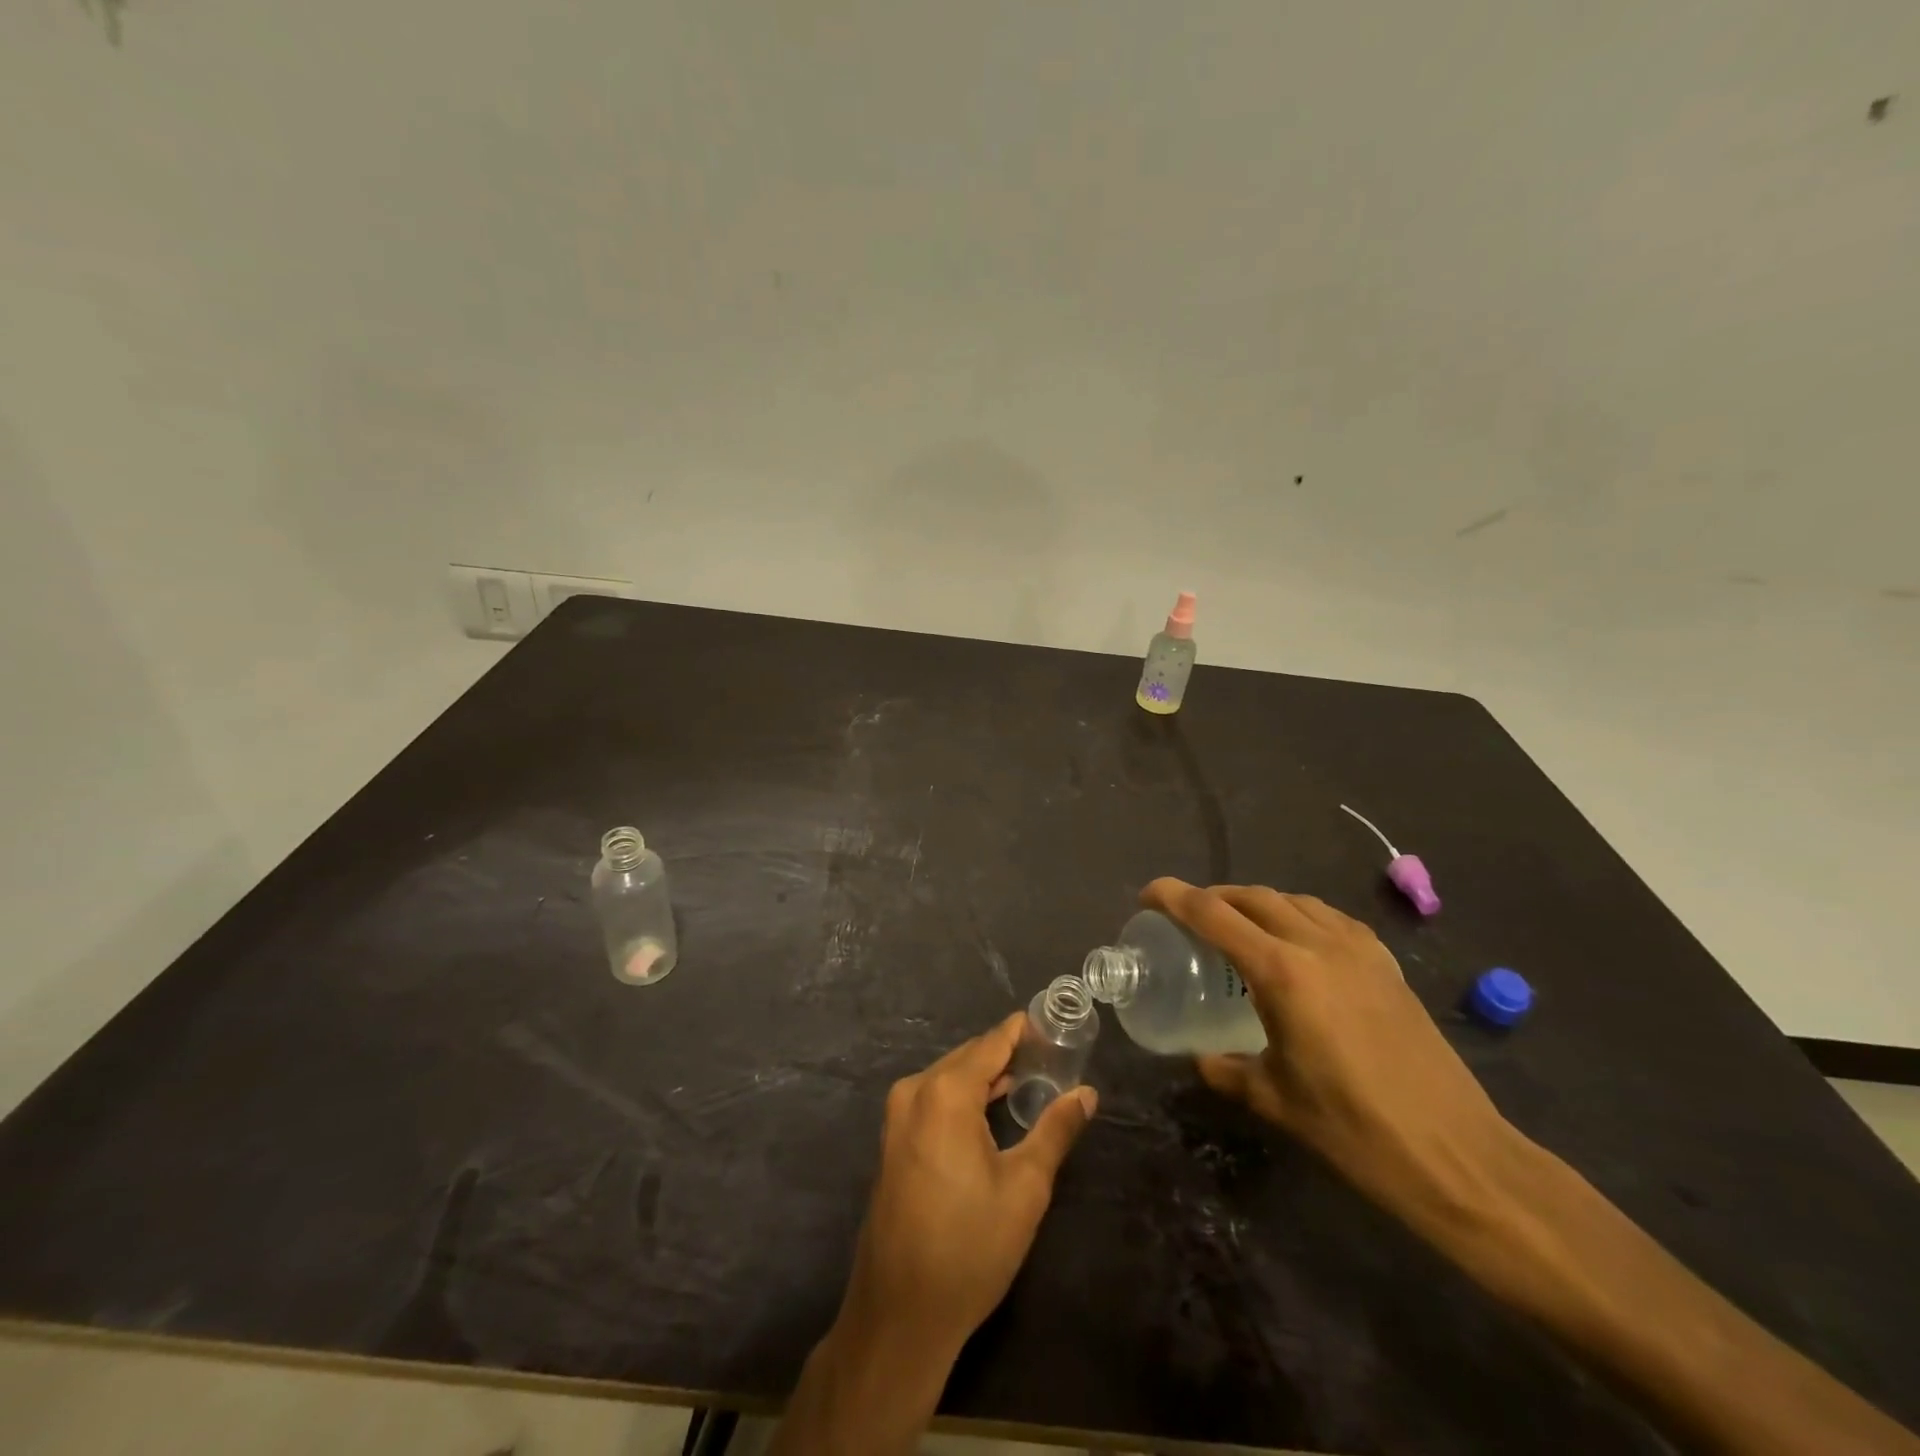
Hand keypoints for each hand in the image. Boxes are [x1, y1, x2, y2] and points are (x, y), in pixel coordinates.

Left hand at [772, 1018, 1095, 1455]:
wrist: (900, 1313)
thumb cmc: (970, 1246)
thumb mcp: (1025, 1187)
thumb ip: (1055, 1130)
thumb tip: (1086, 1093)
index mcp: (945, 1091)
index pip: (992, 1042)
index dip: (1024, 1030)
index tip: (1056, 1023)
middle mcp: (915, 1090)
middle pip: (970, 1056)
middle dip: (1009, 1053)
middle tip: (1053, 1057)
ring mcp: (898, 1115)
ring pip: (951, 1076)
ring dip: (987, 1076)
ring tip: (1032, 1078)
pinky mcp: (893, 1140)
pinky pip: (934, 1098)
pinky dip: (965, 1096)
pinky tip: (993, 1109)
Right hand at [1142, 879, 1524, 1235]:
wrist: (1457, 1156)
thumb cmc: (1354, 1130)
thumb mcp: (1275, 1100)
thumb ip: (1227, 1070)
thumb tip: (1202, 1057)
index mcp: (1283, 973)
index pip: (1213, 915)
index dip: (1173, 897)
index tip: (1147, 896)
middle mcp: (1318, 945)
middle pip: (1253, 897)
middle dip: (1213, 897)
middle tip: (1187, 915)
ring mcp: (1359, 950)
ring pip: (1294, 900)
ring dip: (1256, 902)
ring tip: (1238, 924)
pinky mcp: (1387, 965)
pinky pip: (1330, 918)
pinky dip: (1299, 914)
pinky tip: (1297, 941)